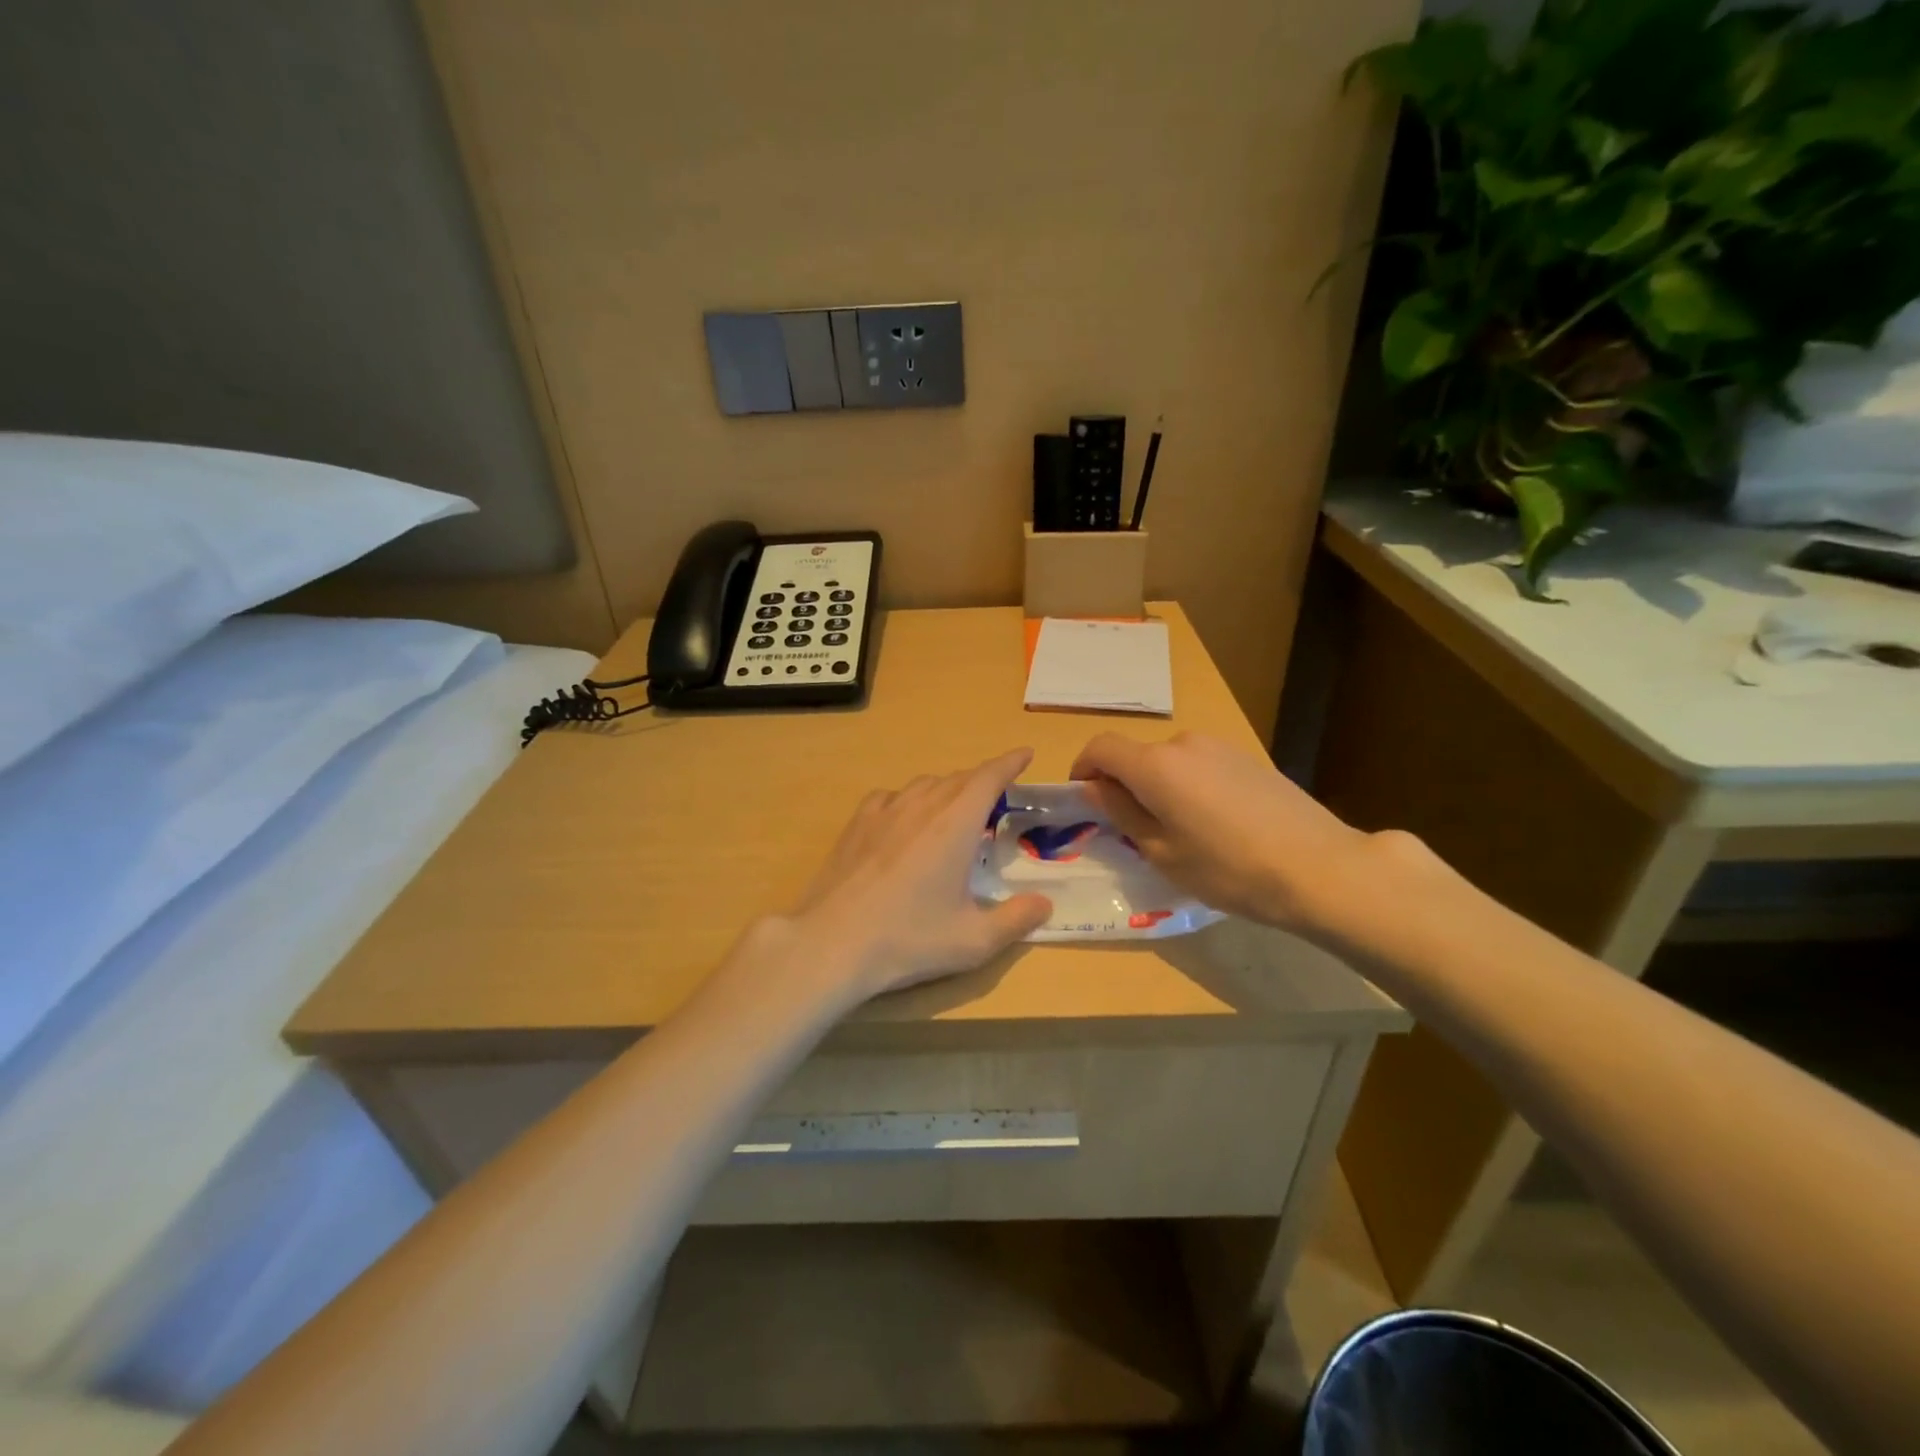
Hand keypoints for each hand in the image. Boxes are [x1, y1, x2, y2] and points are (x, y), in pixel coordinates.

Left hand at [784, 748, 1051, 1003]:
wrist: (833, 942)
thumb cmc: (909, 939)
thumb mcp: (974, 940)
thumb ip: (1016, 919)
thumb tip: (1045, 904)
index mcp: (956, 824)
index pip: (989, 778)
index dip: (1009, 762)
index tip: (1025, 753)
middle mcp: (922, 806)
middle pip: (958, 778)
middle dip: (982, 780)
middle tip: (998, 796)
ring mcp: (884, 812)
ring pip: (924, 784)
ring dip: (947, 788)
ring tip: (955, 808)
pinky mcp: (856, 824)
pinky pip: (890, 797)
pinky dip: (908, 799)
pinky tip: (905, 818)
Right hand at [1070, 730, 1399, 935]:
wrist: (1319, 867)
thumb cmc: (1228, 869)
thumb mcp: (1162, 852)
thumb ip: (1122, 813)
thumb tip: (1097, 788)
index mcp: (1155, 765)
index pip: (1101, 747)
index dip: (1084, 768)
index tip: (1085, 799)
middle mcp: (1184, 743)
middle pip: (1138, 756)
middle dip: (1126, 785)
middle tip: (1135, 830)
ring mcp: (1220, 747)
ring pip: (1171, 762)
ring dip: (1160, 787)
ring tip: (1181, 832)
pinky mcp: (1248, 758)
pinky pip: (1201, 766)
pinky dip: (1190, 787)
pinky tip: (1216, 824)